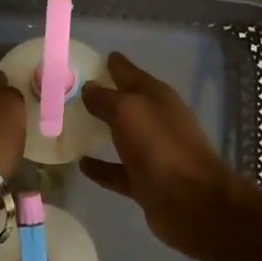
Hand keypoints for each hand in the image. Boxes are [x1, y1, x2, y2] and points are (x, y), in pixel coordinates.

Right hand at [80, 52, 243, 260]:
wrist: (193, 202)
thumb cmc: (161, 147)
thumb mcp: (129, 111)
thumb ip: (106, 98)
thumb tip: (88, 87)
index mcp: (157, 97)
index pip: (129, 73)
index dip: (112, 64)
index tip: (87, 58)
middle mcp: (156, 121)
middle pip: (125, 104)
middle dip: (102, 96)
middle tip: (69, 91)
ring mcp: (152, 153)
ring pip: (120, 136)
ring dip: (100, 131)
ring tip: (69, 125)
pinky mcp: (145, 181)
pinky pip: (116, 170)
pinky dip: (100, 167)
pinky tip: (80, 164)